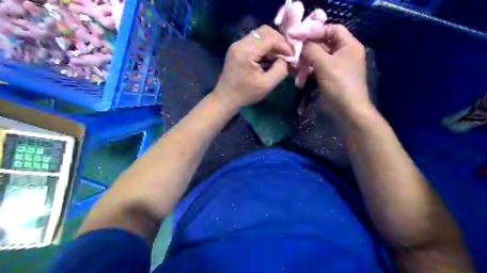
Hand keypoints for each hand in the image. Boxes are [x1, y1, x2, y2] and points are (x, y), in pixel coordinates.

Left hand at [214, 25, 292, 109]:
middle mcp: (240, 43)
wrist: (225, 99)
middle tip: (287, 53)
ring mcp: (237, 45)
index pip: (270, 38)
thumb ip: (280, 70)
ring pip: (260, 34)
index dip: (284, 45)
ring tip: (280, 55)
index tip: (292, 56)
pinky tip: (270, 57)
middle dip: (279, 41)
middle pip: (265, 31)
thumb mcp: (267, 85)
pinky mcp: (237, 49)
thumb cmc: (245, 94)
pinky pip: (254, 40)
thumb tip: (286, 59)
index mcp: (246, 52)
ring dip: (272, 42)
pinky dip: (265, 46)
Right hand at [288, 23, 368, 113]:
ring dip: (306, 62)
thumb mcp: (324, 63)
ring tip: (295, 68)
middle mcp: (344, 53)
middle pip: (323, 44)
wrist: (347, 109)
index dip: (315, 31)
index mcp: (348, 45)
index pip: (331, 29)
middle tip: (294, 52)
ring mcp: (337, 66)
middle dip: (308, 49)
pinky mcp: (330, 77)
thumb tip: (301, 43)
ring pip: (318, 58)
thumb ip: (311, 49)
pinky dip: (308, 71)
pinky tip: (300, 77)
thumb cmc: (339, 84)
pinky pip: (317, 69)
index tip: (298, 36)